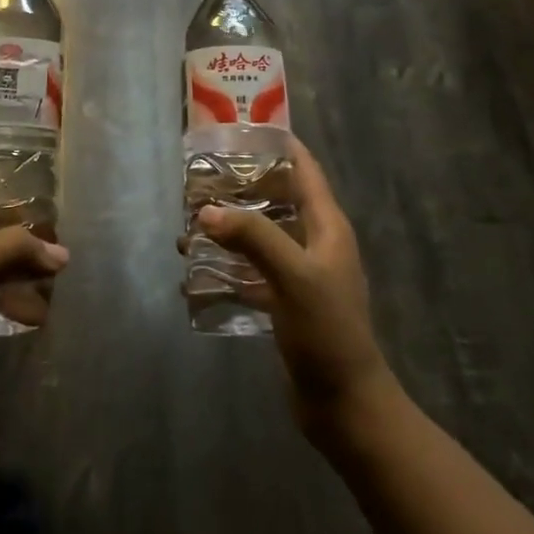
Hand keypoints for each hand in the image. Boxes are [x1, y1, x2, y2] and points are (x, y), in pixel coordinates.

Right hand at [182, 137, 393, 439]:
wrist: (344, 404)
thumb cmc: (327, 331)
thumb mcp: (293, 276)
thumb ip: (253, 237)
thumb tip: (206, 210)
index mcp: (327, 226)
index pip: (305, 169)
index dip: (279, 145)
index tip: (241, 129)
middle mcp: (315, 243)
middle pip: (278, 199)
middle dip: (241, 186)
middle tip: (200, 177)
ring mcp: (300, 274)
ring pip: (261, 236)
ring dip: (229, 228)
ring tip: (189, 224)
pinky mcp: (286, 302)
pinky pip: (252, 272)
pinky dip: (227, 267)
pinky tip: (195, 273)